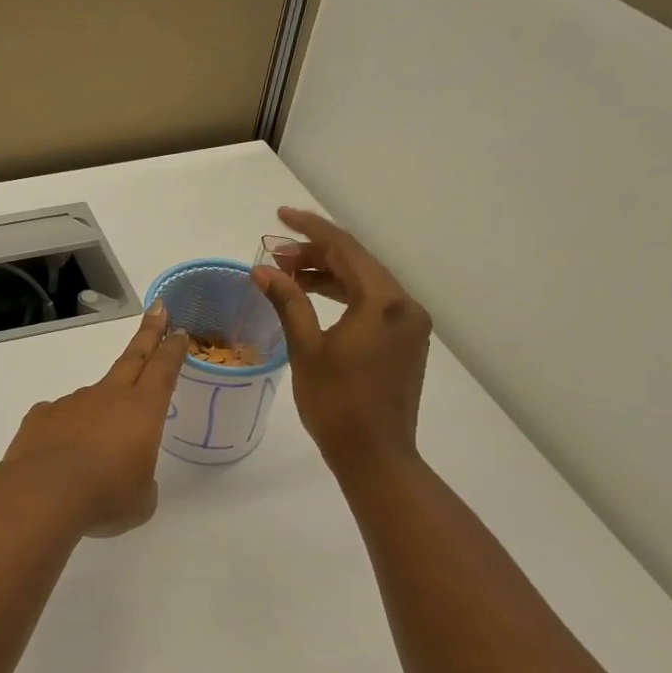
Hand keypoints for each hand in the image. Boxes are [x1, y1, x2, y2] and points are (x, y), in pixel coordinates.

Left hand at [0, 304, 187, 536]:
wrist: (44, 494)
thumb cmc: (106, 496)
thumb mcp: (140, 499)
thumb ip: (140, 480)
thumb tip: (125, 474)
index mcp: (142, 410)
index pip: (164, 369)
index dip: (173, 349)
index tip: (179, 329)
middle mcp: (108, 396)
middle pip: (133, 357)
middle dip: (149, 333)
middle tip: (158, 309)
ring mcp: (71, 402)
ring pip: (92, 399)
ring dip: (98, 415)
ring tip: (92, 458)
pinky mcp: (41, 416)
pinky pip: (60, 419)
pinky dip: (64, 432)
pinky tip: (59, 457)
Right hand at [253, 206, 431, 476]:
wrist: (376, 456)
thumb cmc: (337, 403)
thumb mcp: (307, 348)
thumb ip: (288, 301)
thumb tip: (263, 269)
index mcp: (384, 302)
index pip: (345, 249)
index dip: (310, 230)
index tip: (280, 216)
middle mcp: (405, 305)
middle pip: (357, 263)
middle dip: (316, 253)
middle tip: (275, 253)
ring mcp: (409, 325)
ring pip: (364, 283)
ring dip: (327, 274)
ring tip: (287, 273)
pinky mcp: (404, 342)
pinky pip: (372, 303)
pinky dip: (342, 295)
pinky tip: (314, 298)